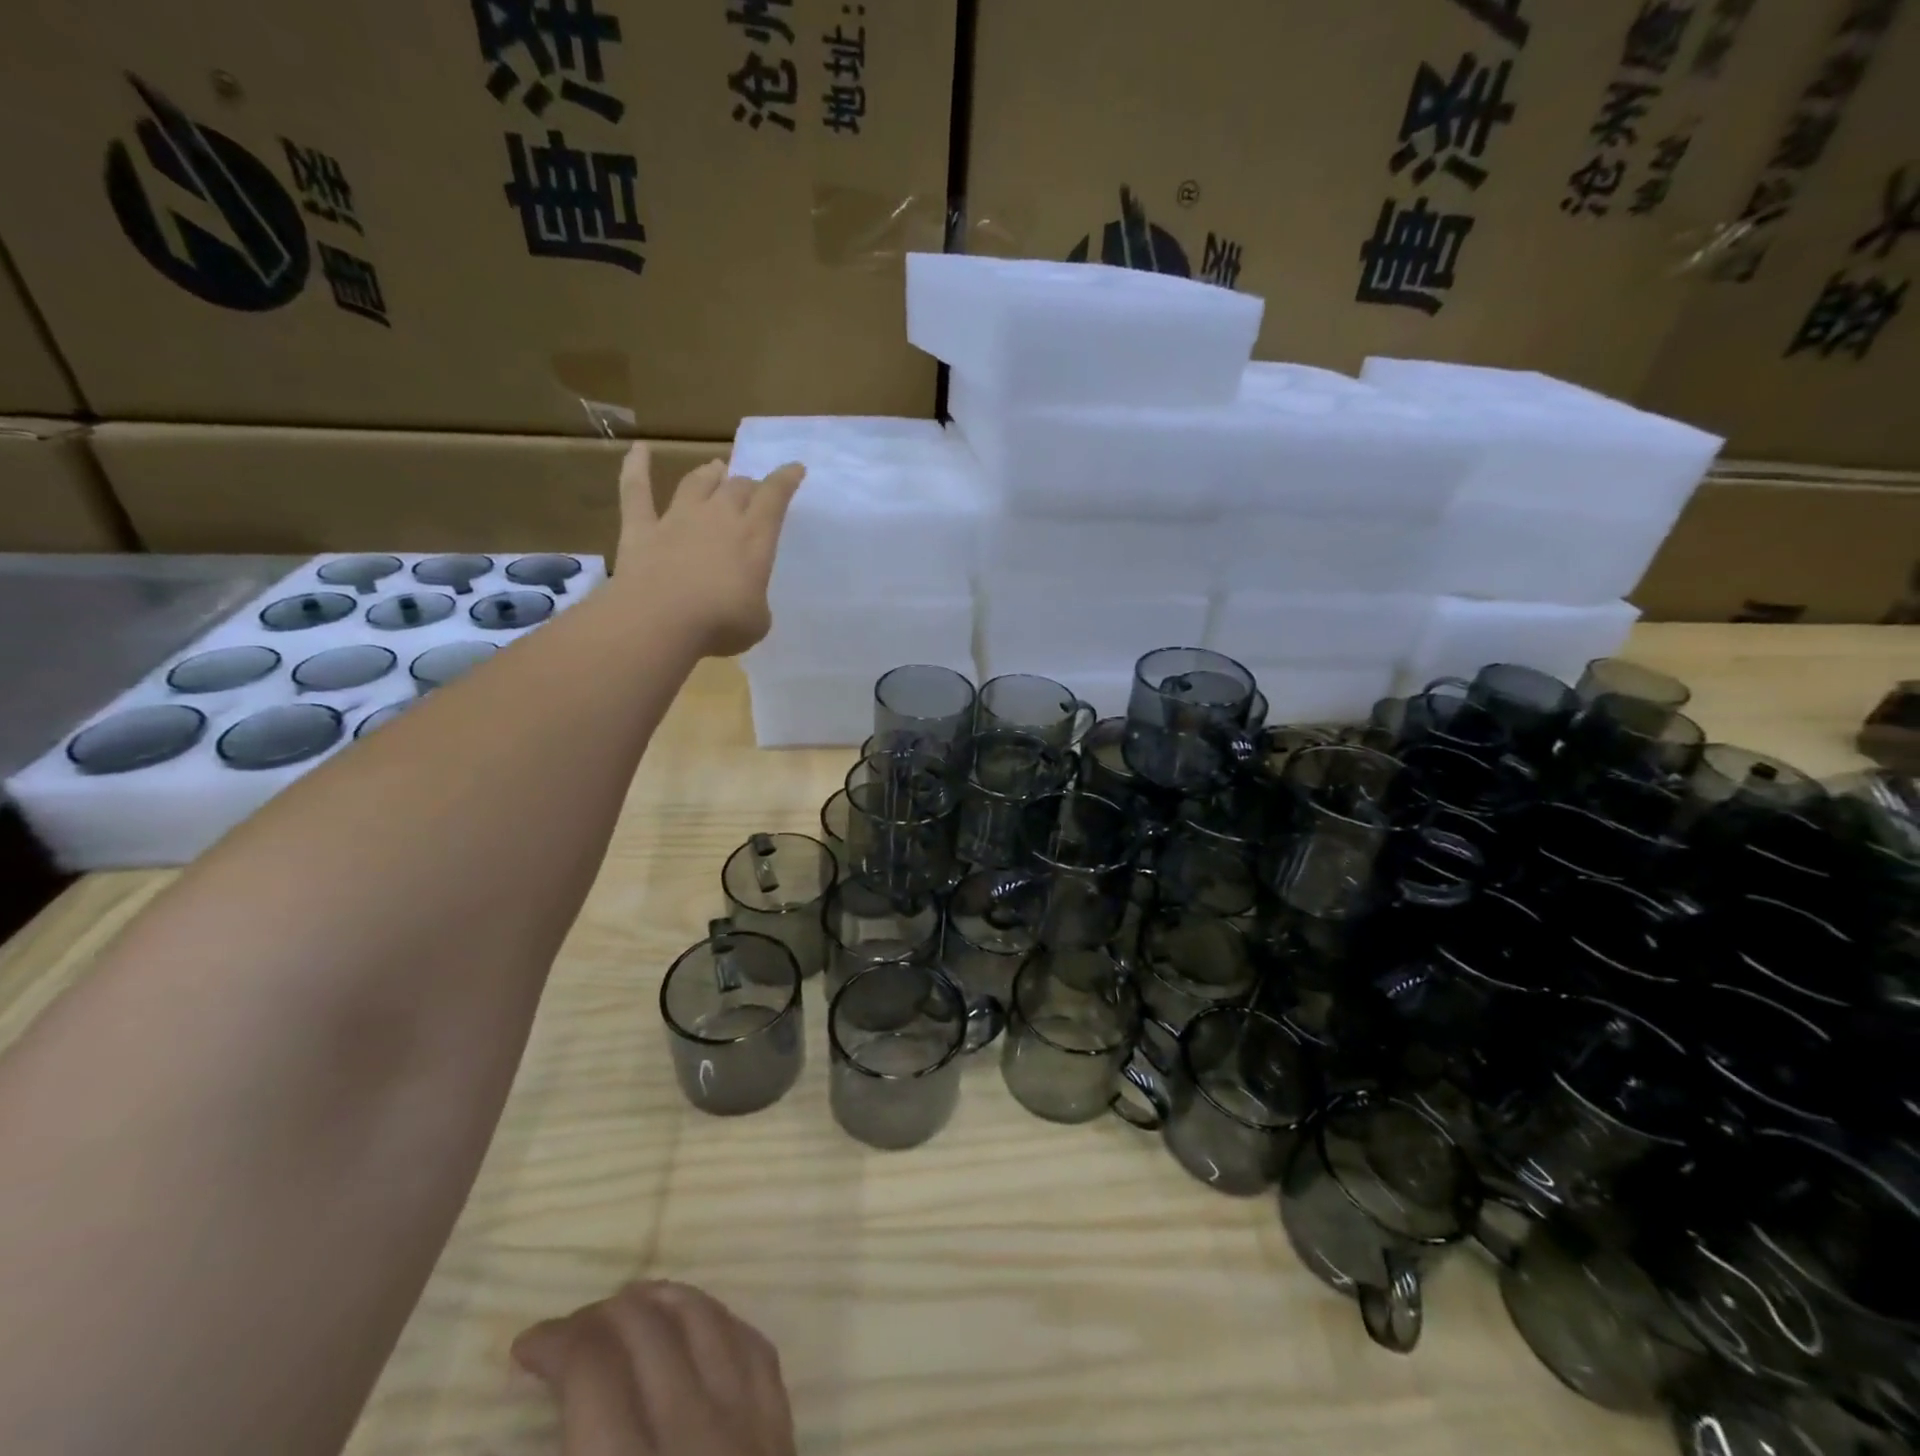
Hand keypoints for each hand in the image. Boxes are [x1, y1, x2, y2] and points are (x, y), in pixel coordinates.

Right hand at [513, 1280, 795, 1455]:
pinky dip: (717, 1322)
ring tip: (628, 1304)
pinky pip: (752, 1346)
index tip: (526, 1345)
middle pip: (650, 1333)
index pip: (594, 1374)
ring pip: (707, 1321)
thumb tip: (560, 1400)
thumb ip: (578, 1441)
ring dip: (662, 1302)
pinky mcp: (783, 1427)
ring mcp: (752, 1424)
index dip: (556, 1345)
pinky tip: (695, 1324)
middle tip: (571, 1329)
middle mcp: (697, 1434)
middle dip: (602, 1317)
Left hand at [615, 443, 805, 657]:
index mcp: (754, 537)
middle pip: (737, 487)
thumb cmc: (720, 625)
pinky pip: (636, 490)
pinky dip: (636, 466)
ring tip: (716, 468)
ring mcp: (677, 519)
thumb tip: (744, 599)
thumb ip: (754, 601)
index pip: (774, 497)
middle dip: (748, 485)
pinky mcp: (641, 529)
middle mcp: (718, 518)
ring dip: (709, 474)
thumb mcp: (757, 621)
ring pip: (697, 483)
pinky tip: (639, 449)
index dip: (786, 480)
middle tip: (752, 490)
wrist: (659, 623)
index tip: (794, 469)